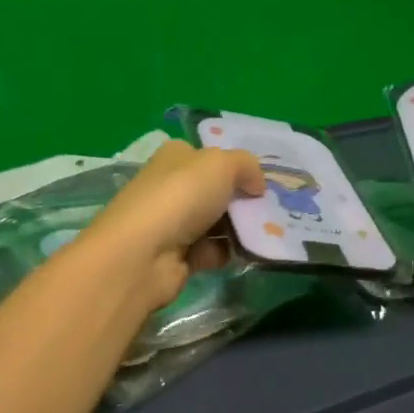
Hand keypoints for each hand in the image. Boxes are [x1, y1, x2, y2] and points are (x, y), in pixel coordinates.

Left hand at [81, 140, 264, 309]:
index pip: (209, 156)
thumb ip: (246, 166)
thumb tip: (257, 185)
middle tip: (269, 210)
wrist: (144, 255)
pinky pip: (211, 251)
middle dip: (242, 200)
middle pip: (216, 191)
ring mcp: (172, 223)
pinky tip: (243, 254)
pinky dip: (226, 253)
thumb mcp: (221, 165)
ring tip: (264, 233)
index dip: (235, 166)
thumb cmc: (181, 197)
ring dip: (238, 229)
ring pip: (216, 222)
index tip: (262, 182)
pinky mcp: (176, 256)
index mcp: (175, 157)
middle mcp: (171, 187)